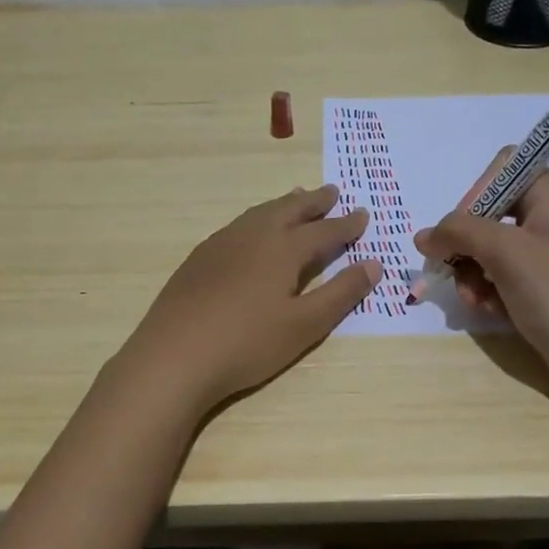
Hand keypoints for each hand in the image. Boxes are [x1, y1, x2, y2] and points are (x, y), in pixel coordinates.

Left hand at [121, 185, 378, 412]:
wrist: (174, 356)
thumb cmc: (247, 344)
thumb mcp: (304, 325)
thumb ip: (341, 293)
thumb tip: (374, 264)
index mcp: (283, 249)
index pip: (324, 230)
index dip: (346, 224)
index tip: (363, 214)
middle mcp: (253, 236)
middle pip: (289, 210)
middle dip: (314, 201)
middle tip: (332, 192)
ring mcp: (221, 244)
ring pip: (260, 213)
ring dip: (284, 205)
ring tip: (296, 200)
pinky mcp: (199, 258)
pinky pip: (238, 225)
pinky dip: (257, 219)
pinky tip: (252, 232)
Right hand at [413, 157, 548, 396]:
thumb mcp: (505, 253)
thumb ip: (459, 233)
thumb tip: (424, 236)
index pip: (503, 168)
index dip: (477, 192)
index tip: (464, 227)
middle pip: (489, 212)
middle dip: (466, 242)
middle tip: (455, 270)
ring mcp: (546, 256)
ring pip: (490, 249)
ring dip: (472, 272)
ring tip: (474, 299)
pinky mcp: (542, 287)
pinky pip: (502, 276)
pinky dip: (489, 290)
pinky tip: (488, 310)